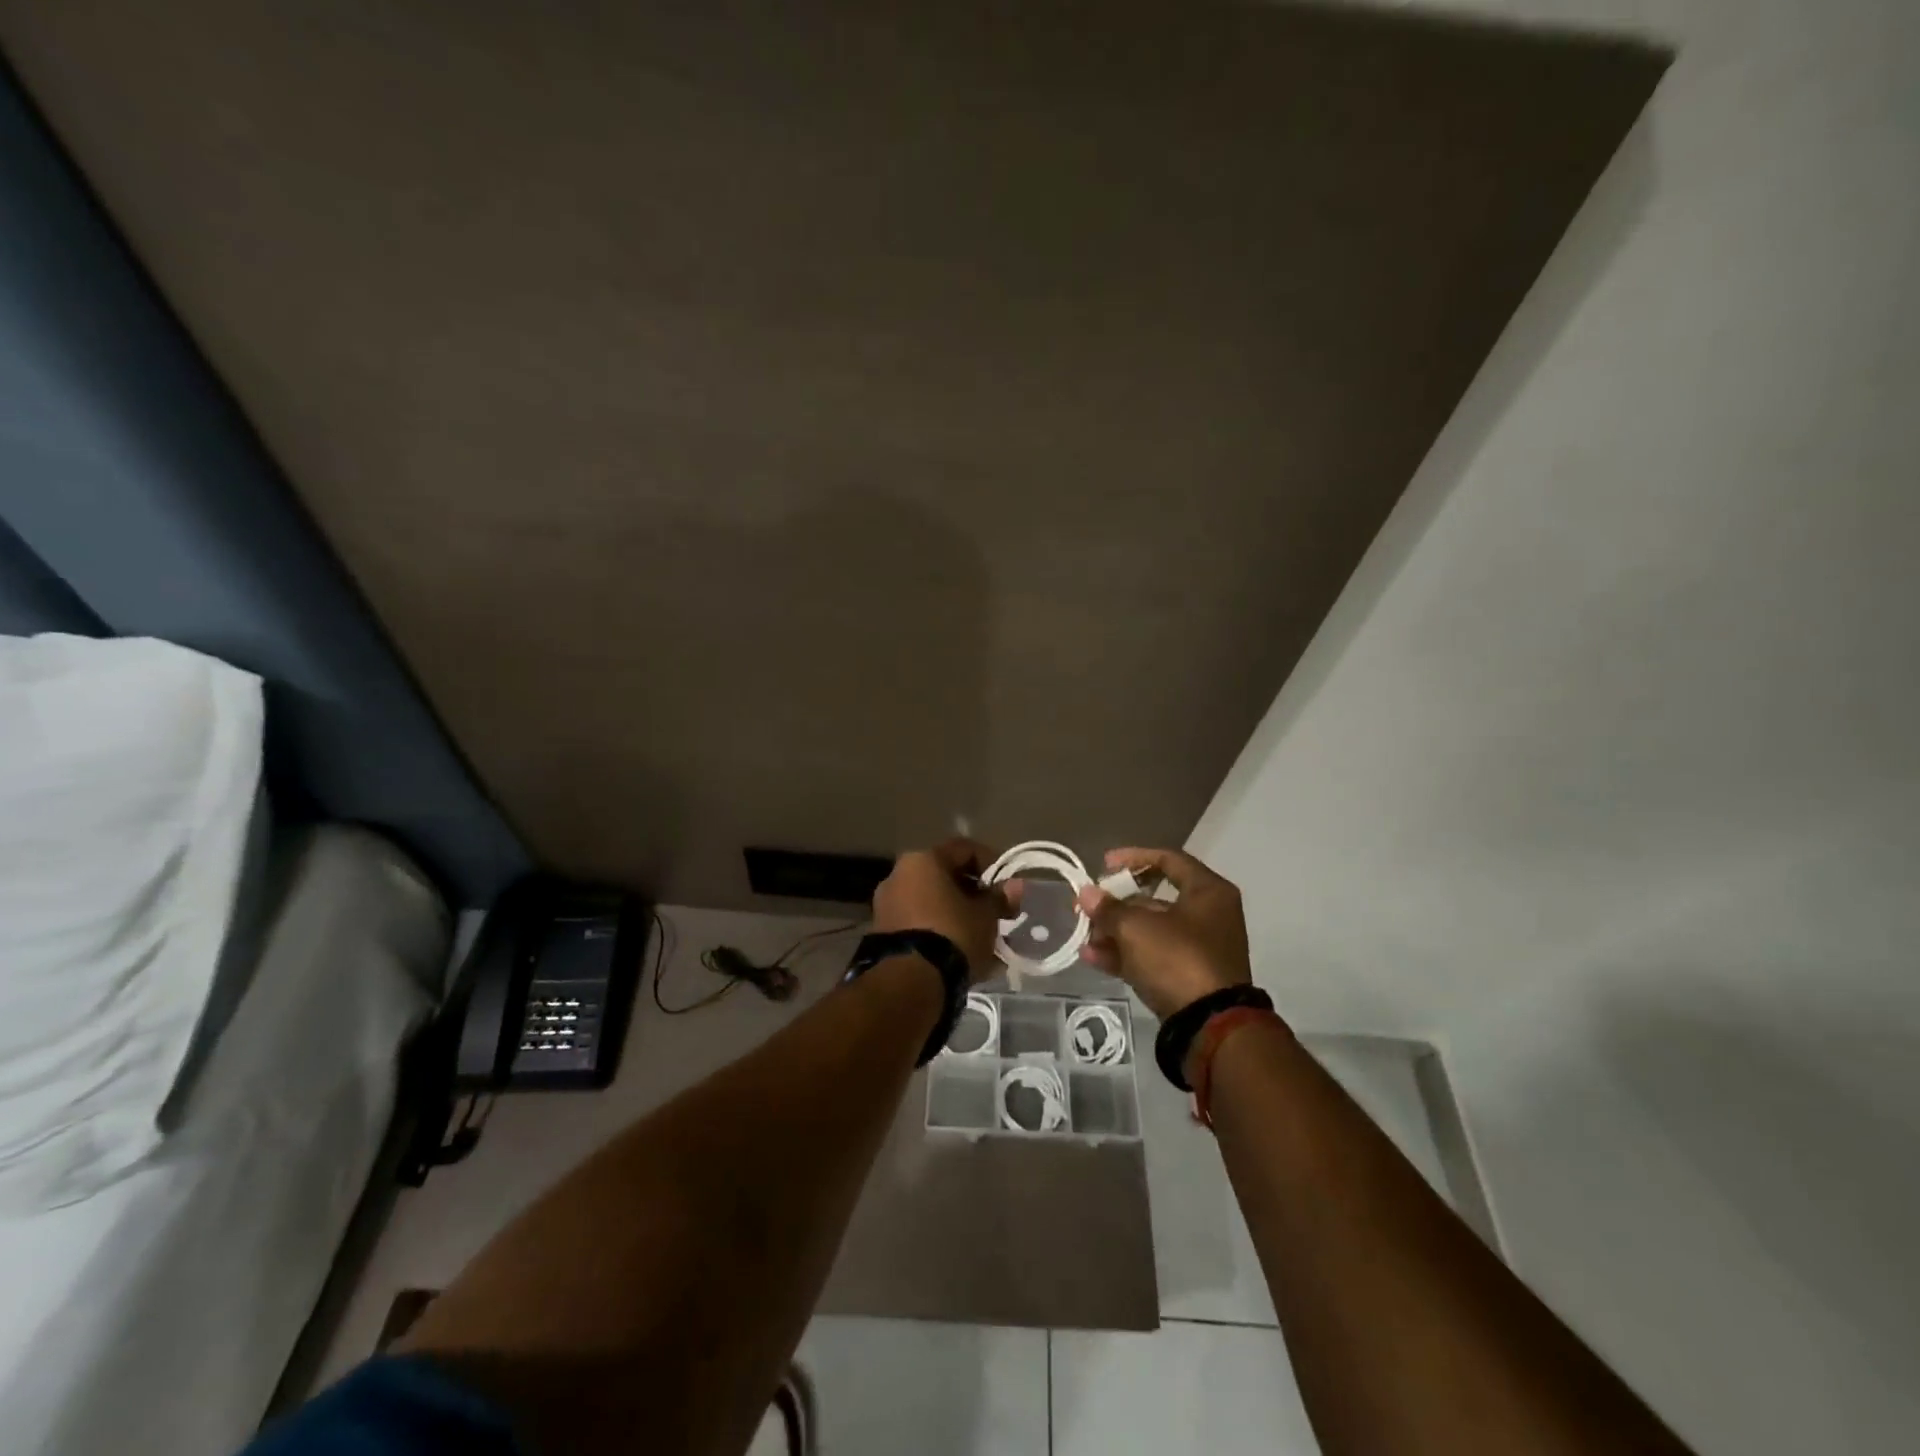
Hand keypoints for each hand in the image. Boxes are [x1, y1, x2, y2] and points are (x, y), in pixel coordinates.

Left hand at [872, 838, 1019, 983]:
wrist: (910, 981)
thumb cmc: (953, 934)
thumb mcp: (985, 916)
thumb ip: (999, 898)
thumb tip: (1015, 886)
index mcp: (923, 860)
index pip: (964, 849)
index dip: (991, 863)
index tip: (1007, 885)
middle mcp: (899, 875)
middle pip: (945, 876)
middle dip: (974, 894)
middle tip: (997, 913)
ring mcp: (887, 906)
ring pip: (932, 903)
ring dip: (958, 915)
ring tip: (983, 938)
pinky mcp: (884, 934)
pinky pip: (920, 925)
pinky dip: (941, 932)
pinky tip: (962, 953)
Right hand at [1076, 847, 1251, 1019]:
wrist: (1209, 1026)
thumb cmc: (1177, 959)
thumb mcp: (1136, 928)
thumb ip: (1108, 908)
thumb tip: (1086, 893)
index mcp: (1208, 892)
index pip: (1168, 859)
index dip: (1133, 858)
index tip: (1103, 864)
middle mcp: (1209, 916)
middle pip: (1155, 898)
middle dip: (1116, 903)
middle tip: (1088, 906)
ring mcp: (1199, 949)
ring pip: (1151, 930)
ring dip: (1115, 931)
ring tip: (1084, 936)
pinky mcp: (1189, 978)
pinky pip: (1153, 957)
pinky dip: (1125, 955)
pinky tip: (1092, 958)